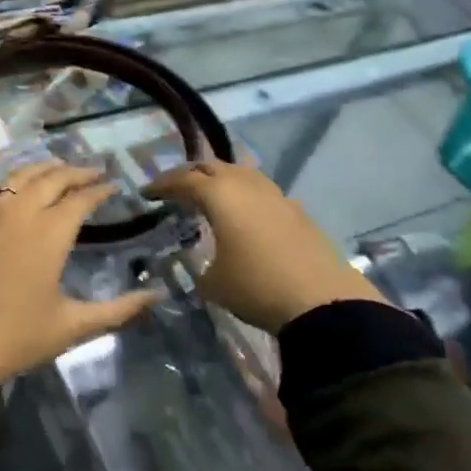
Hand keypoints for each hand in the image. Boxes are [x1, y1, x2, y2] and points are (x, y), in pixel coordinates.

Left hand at [0, 162, 163, 382]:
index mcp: (48, 232)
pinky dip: (12, 188)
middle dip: (74, 172)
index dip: (99, 190)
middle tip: (92, 172)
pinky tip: (16, 197)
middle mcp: (18, 212)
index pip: (80, 198)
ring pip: (18, 178)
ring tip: (57, 170)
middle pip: (50, 178)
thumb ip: (118, 309)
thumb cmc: (19, 335)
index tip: (113, 186)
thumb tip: (155, 296)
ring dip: (42, 170)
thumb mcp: (73, 326)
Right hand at [144, 159, 384, 332]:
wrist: (324, 304)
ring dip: (221, 180)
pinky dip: (246, 196)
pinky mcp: (298, 212)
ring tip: (209, 195)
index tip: (146, 193)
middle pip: (212, 166)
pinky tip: (244, 214)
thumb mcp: (212, 282)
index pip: (182, 180)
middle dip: (190, 174)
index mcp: (219, 194)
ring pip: (241, 174)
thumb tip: (198, 261)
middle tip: (175, 188)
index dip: (161, 185)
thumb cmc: (256, 287)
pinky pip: (262, 192)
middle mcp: (246, 185)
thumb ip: (198, 263)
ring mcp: (276, 196)